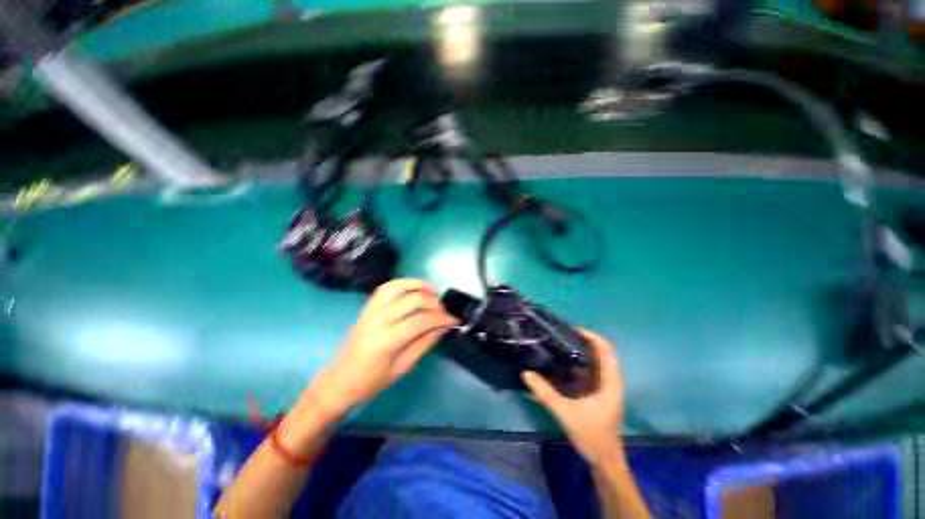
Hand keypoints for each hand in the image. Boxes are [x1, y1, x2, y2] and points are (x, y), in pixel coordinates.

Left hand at [306, 279, 458, 420]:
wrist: (339, 381)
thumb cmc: (372, 382)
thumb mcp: (403, 367)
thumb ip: (425, 343)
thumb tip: (443, 327)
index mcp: (387, 340)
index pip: (422, 321)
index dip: (442, 319)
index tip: (455, 320)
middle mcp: (378, 319)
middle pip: (413, 300)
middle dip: (434, 303)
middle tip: (444, 311)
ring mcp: (370, 310)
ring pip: (398, 286)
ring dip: (418, 285)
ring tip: (433, 291)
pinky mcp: (367, 307)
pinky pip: (386, 287)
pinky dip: (402, 283)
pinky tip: (413, 289)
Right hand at [522, 329, 624, 464]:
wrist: (604, 461)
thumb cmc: (592, 436)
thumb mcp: (567, 413)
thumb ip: (546, 394)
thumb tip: (526, 373)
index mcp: (610, 382)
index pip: (605, 349)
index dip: (590, 336)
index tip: (570, 329)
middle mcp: (609, 380)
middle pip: (599, 352)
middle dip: (581, 341)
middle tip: (559, 335)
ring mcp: (604, 387)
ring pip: (593, 362)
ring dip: (577, 352)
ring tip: (557, 344)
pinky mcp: (597, 393)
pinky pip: (587, 371)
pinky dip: (575, 364)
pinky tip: (559, 364)